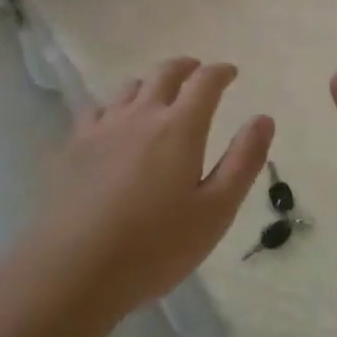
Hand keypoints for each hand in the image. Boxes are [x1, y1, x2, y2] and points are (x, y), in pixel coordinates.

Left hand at [39, 57, 274, 313]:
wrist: (75, 269)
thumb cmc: (156, 245)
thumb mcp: (216, 210)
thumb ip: (243, 161)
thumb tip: (263, 118)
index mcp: (180, 127)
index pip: (205, 82)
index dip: (220, 72)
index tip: (231, 72)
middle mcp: (141, 115)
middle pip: (164, 73)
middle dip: (185, 67)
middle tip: (197, 71)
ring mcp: (103, 127)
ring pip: (130, 87)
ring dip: (151, 83)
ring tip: (159, 95)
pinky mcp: (74, 146)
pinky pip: (97, 109)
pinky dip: (115, 106)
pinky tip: (114, 122)